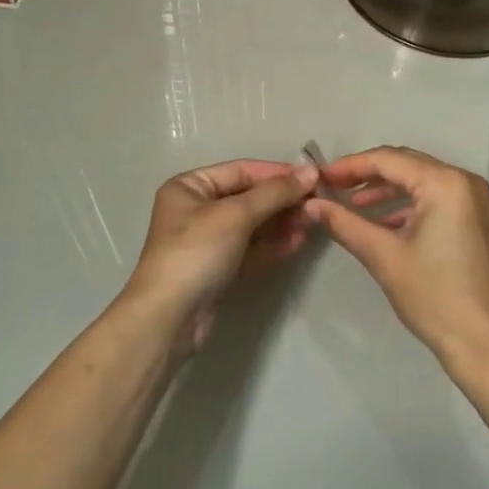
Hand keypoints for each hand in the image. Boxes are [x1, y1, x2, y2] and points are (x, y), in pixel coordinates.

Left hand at [121, 159, 317, 354]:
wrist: (169, 318)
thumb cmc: (196, 252)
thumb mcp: (235, 215)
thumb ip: (274, 193)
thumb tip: (311, 171)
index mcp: (190, 186)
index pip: (241, 171)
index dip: (278, 173)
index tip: (315, 177)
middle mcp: (196, 209)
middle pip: (248, 197)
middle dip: (282, 199)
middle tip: (318, 202)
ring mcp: (207, 241)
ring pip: (252, 224)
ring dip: (282, 221)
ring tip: (314, 221)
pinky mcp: (219, 269)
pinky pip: (251, 249)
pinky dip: (273, 244)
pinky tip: (298, 241)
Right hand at [305, 147, 488, 374]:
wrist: (484, 343)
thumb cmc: (433, 296)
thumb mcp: (383, 256)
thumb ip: (345, 223)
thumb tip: (311, 205)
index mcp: (445, 183)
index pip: (389, 160)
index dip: (351, 166)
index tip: (321, 177)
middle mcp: (466, 181)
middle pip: (407, 165)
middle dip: (368, 175)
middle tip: (333, 188)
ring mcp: (478, 201)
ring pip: (422, 182)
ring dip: (387, 192)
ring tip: (353, 206)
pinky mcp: (481, 221)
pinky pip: (439, 199)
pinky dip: (410, 206)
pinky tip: (384, 223)